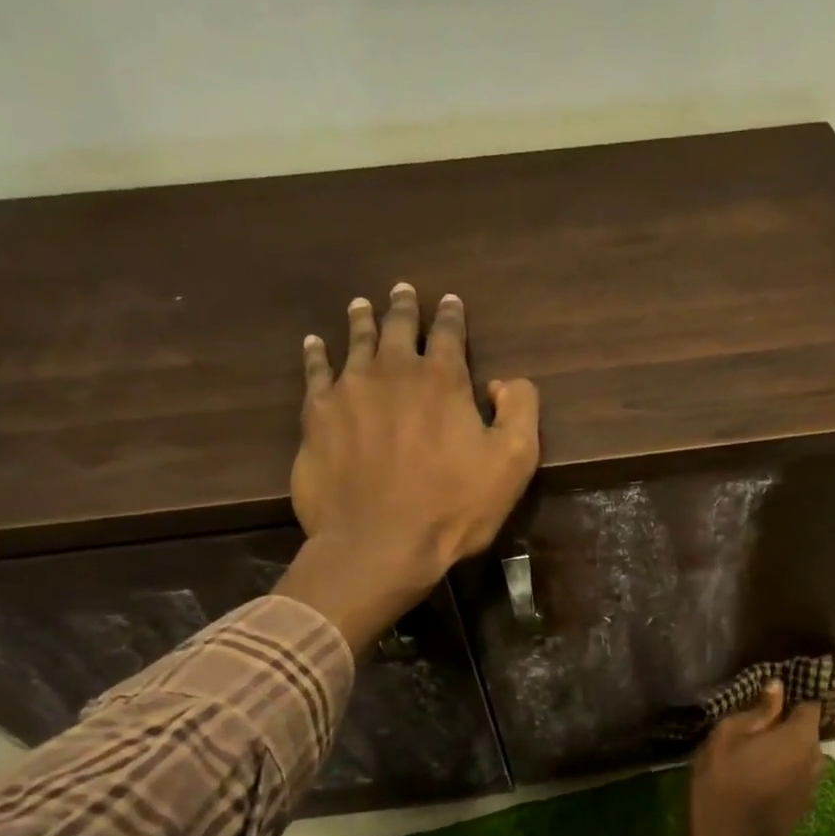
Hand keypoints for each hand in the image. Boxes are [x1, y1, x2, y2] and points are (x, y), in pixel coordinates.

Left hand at [279, 284, 539, 652]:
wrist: (379, 544)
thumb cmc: (453, 507)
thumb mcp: (513, 462)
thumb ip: (519, 410)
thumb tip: (503, 382)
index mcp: (442, 379)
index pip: (448, 333)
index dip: (451, 315)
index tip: (450, 301)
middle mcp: (393, 372)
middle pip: (397, 327)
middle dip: (403, 307)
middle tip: (402, 291)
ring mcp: (349, 391)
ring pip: (355, 342)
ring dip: (362, 320)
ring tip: (362, 305)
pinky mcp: (317, 417)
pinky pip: (315, 372)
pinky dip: (317, 354)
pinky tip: (315, 343)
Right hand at [689, 683, 824, 835]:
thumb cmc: (720, 780)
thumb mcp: (728, 735)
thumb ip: (758, 710)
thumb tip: (778, 687)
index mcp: (799, 738)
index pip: (811, 706)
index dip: (794, 700)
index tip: (772, 702)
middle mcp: (816, 761)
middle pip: (808, 734)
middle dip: (788, 729)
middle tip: (756, 732)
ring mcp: (813, 788)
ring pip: (805, 758)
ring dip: (788, 754)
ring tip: (757, 758)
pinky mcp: (805, 809)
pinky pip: (800, 781)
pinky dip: (786, 776)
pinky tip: (761, 782)